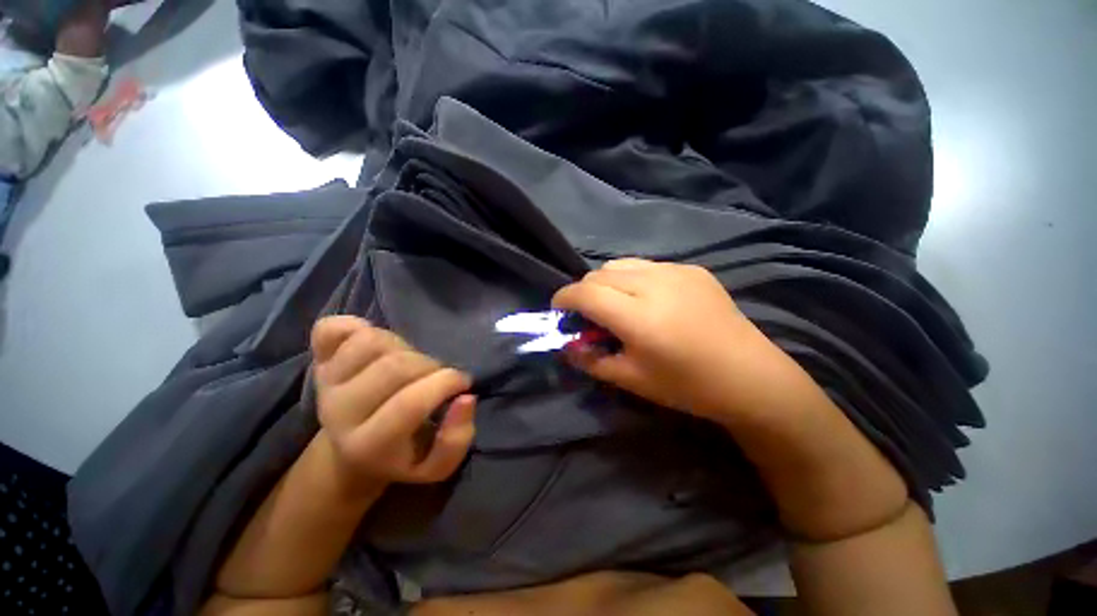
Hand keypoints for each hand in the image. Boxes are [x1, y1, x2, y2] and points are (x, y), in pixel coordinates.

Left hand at [311, 316, 476, 486]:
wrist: (350, 452)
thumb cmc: (401, 455)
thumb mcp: (436, 465)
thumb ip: (457, 439)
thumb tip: (466, 398)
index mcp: (367, 445)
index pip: (409, 404)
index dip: (446, 384)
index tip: (463, 383)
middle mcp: (339, 413)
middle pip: (394, 367)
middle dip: (430, 365)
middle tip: (438, 376)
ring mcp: (324, 383)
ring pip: (371, 341)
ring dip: (404, 347)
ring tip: (410, 363)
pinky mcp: (316, 361)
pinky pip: (331, 328)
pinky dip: (356, 326)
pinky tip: (373, 343)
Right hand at [553, 259, 794, 422]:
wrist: (750, 376)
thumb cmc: (687, 386)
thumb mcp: (631, 379)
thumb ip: (591, 359)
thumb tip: (566, 346)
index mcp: (638, 316)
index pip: (585, 292)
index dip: (564, 298)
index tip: (558, 309)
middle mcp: (654, 284)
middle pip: (599, 273)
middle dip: (584, 291)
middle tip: (588, 314)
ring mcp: (676, 271)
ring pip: (621, 264)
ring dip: (607, 281)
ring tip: (616, 304)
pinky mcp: (692, 269)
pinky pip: (647, 266)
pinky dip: (633, 279)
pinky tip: (648, 301)